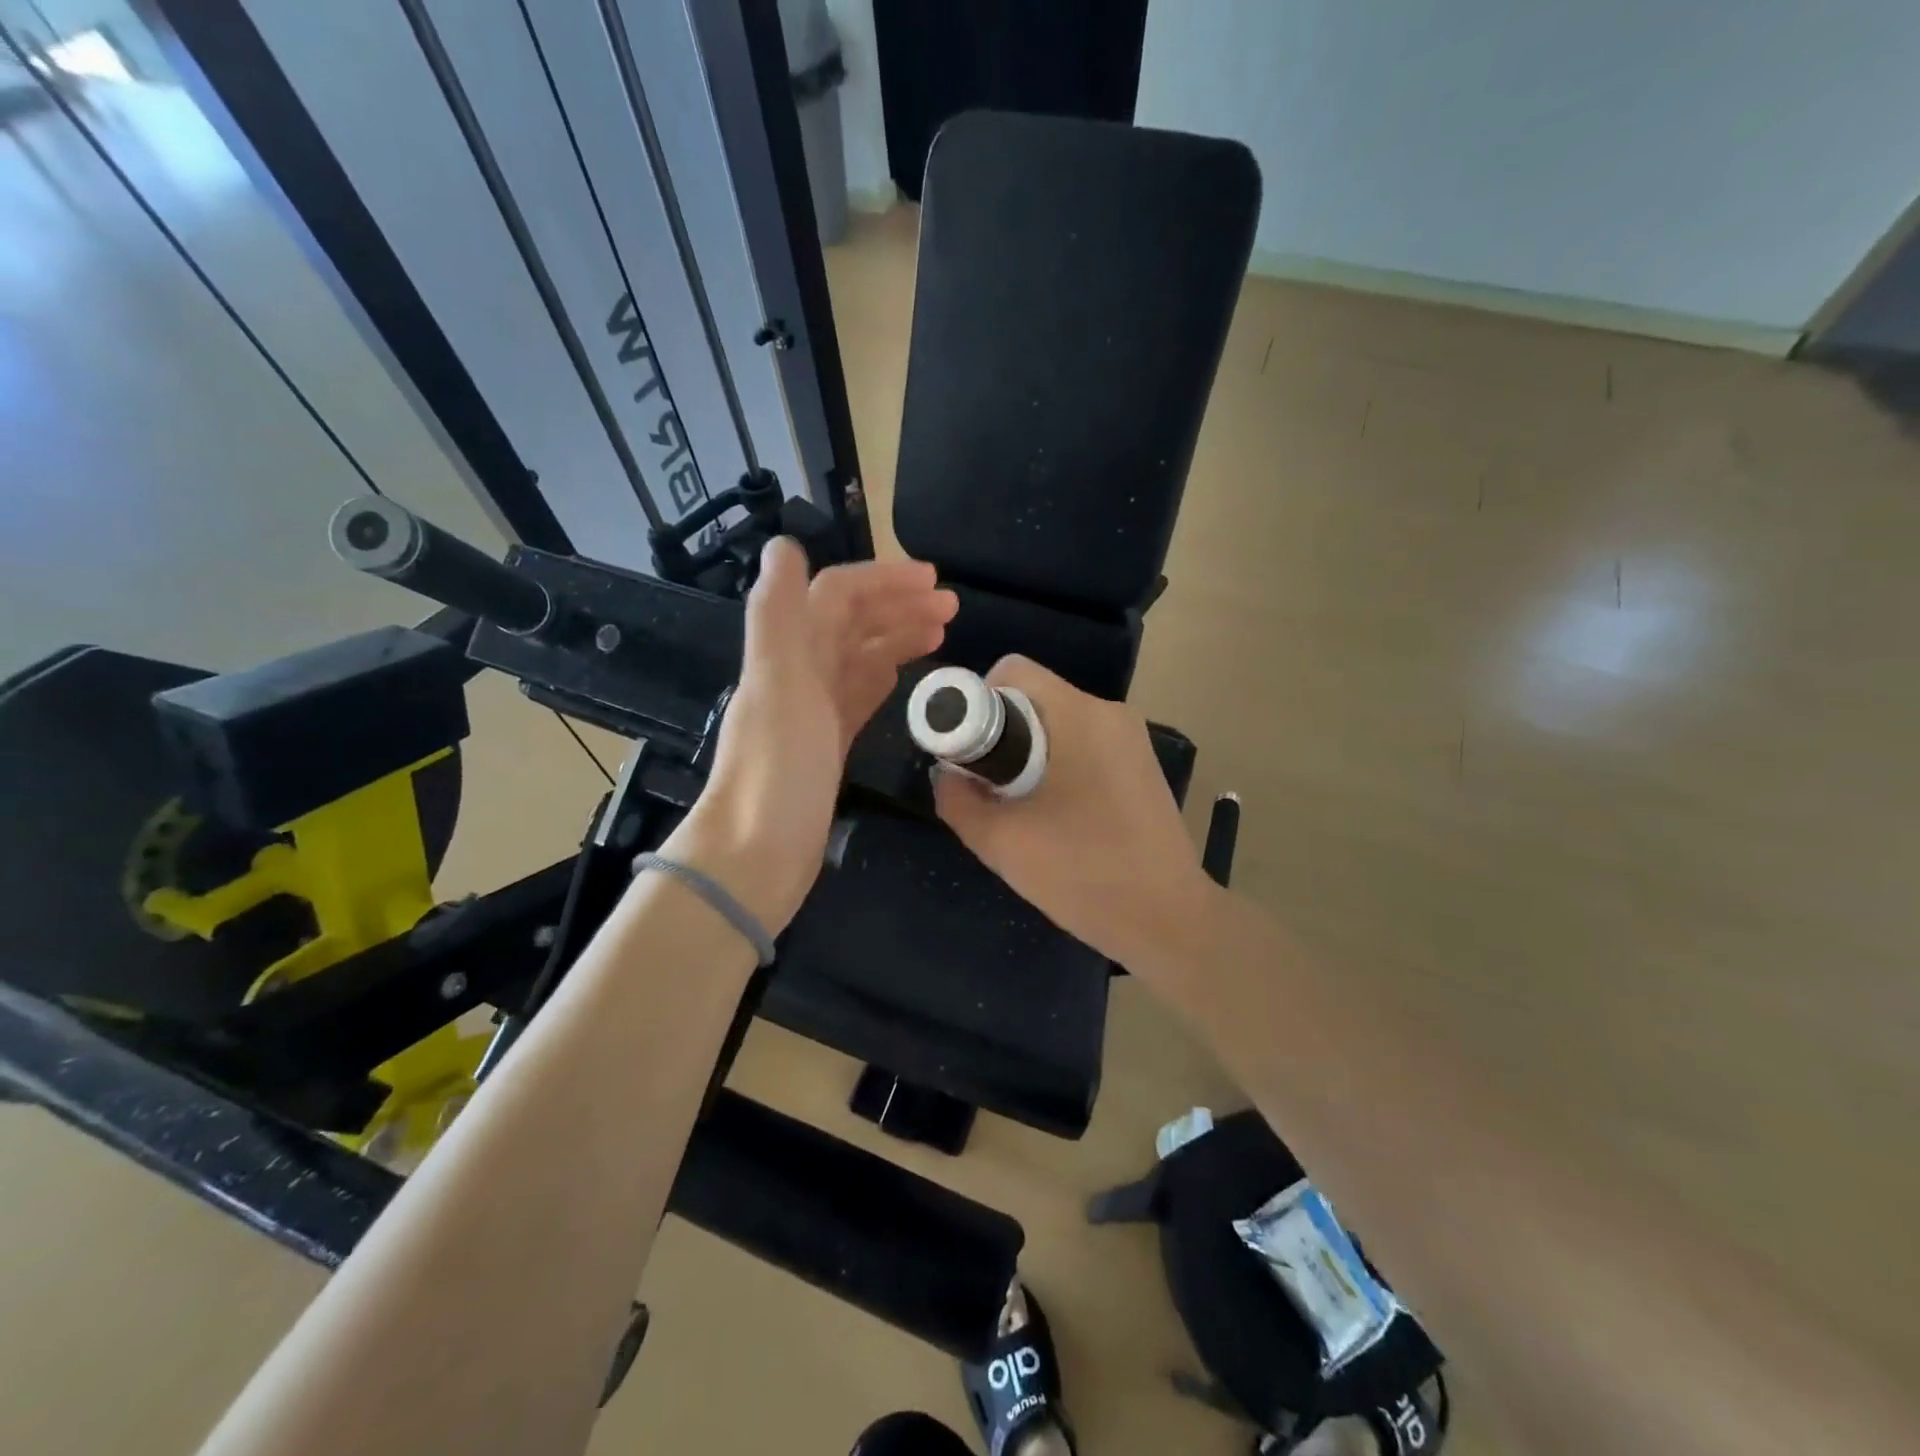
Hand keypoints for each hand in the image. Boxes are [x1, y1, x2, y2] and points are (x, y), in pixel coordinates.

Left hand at [677, 538, 957, 932]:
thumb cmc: (776, 770)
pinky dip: (883, 676)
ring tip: (943, 632)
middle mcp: (798, 674)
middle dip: (898, 606)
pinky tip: (905, 673)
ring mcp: (813, 711)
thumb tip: (784, 544)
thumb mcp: (778, 685)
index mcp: (788, 653)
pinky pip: (858, 696)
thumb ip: (778, 613)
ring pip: (859, 658)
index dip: (883, 581)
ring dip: (897, 637)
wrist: (758, 855)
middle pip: (851, 623)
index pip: (837, 597)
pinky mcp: (827, 745)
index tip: (934, 582)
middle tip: (952, 607)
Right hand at [931, 655, 1216, 979]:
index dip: (975, 703)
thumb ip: (957, 800)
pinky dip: (1056, 767)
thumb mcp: (1002, 842)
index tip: (968, 755)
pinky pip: (1082, 746)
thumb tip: (947, 773)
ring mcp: (1131, 739)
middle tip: (989, 789)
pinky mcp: (1140, 766)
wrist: (1169, 920)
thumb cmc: (1084, 874)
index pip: (1011, 672)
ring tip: (1021, 809)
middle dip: (1000, 736)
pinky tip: (1057, 818)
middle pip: (1033, 698)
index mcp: (1079, 715)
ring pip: (1057, 724)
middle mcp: (1110, 713)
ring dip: (1027, 755)